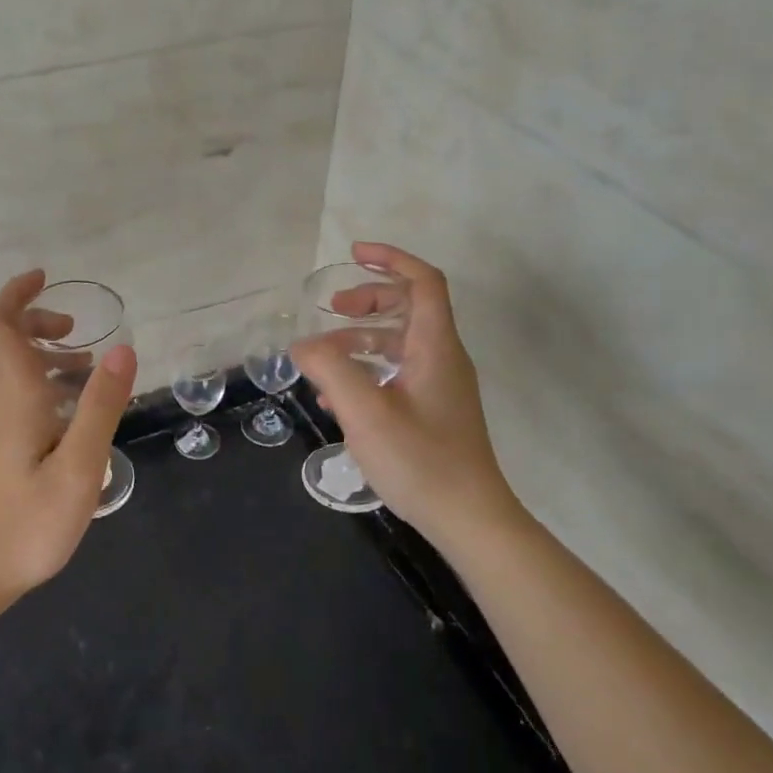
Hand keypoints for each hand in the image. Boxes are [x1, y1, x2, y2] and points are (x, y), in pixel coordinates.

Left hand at [0, 269, 137, 605]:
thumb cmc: (26, 524)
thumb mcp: (78, 466)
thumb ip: (100, 407)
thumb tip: (122, 348)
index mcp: (15, 397)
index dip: (16, 296)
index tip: (44, 278)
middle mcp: (1, 403)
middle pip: (2, 342)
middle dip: (33, 321)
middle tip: (73, 327)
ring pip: (12, 370)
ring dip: (43, 353)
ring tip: (86, 364)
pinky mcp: (1, 449)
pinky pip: (20, 395)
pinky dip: (46, 383)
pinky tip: (74, 411)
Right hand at [291, 243, 521, 540]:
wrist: (469, 519)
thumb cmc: (420, 460)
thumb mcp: (365, 412)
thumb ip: (330, 369)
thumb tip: (303, 344)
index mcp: (435, 347)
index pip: (424, 282)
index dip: (391, 259)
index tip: (354, 253)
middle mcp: (443, 358)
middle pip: (410, 307)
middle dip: (369, 299)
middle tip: (332, 309)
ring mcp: (441, 386)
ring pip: (400, 343)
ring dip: (362, 339)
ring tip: (323, 359)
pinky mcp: (434, 411)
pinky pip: (399, 373)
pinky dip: (368, 370)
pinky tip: (338, 397)